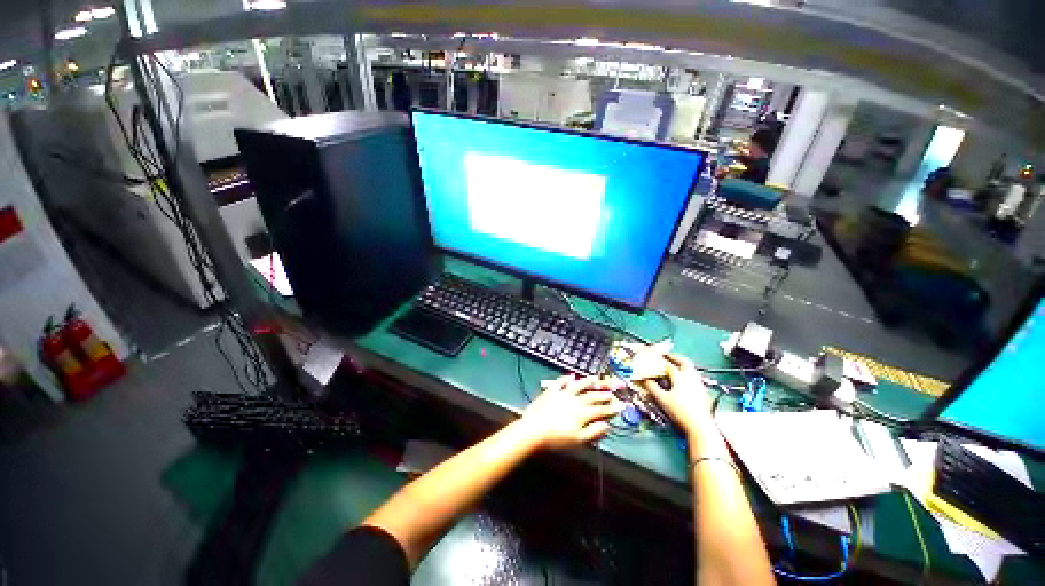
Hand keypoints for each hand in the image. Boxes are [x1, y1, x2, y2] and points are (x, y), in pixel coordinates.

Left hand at [519, 375, 624, 449]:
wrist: (534, 430)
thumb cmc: (556, 439)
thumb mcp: (578, 440)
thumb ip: (594, 432)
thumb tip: (606, 425)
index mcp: (583, 413)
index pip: (600, 410)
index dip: (611, 408)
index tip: (620, 406)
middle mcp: (575, 400)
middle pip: (592, 396)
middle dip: (603, 395)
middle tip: (612, 392)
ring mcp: (563, 394)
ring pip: (578, 385)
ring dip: (588, 381)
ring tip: (596, 377)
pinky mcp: (551, 391)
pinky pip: (560, 382)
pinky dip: (566, 378)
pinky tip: (571, 376)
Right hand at [639, 354, 711, 435]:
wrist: (701, 427)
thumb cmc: (680, 412)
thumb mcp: (662, 400)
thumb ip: (652, 387)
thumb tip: (645, 379)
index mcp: (680, 377)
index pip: (668, 364)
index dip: (659, 360)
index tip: (653, 358)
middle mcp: (691, 378)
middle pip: (684, 362)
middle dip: (674, 357)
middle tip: (666, 356)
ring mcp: (699, 384)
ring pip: (691, 369)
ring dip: (682, 365)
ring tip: (674, 366)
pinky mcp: (703, 392)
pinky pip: (694, 377)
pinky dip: (686, 374)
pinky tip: (682, 381)